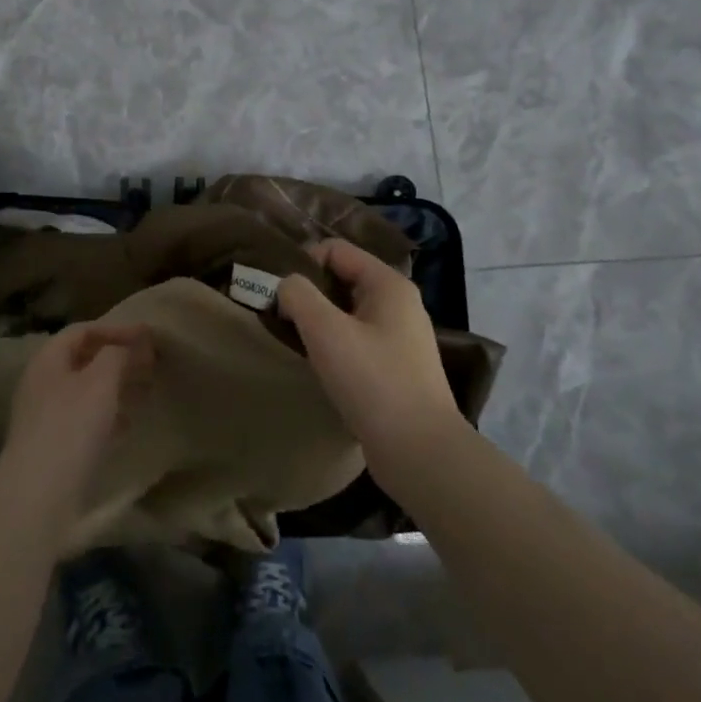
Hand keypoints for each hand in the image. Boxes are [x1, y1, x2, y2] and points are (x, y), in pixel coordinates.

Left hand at [0, 322, 151, 536]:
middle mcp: (42, 384)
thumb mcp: (100, 381)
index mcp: (47, 361)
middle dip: (118, 359)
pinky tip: (126, 426)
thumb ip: (118, 355)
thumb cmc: (71, 426)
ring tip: (145, 392)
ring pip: (85, 391)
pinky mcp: (54, 447)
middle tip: (150, 364)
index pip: (82, 331)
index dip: (115, 329)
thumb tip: (132, 344)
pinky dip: (108, 416)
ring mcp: (45, 417)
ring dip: (115, 388)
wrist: (39, 494)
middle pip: (83, 360)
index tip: (148, 336)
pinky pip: (84, 420)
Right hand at [277, 238, 459, 461]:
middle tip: (282, 320)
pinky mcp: (396, 367)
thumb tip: (286, 286)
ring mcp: (400, 337)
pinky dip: (334, 346)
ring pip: (347, 312)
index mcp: (388, 284)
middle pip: (342, 278)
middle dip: (309, 294)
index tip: (280, 296)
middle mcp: (399, 304)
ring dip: (319, 322)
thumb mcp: (326, 330)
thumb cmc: (373, 382)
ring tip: (298, 344)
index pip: (336, 250)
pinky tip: (321, 368)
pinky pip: (356, 339)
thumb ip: (298, 295)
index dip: (303, 264)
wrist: (419, 451)